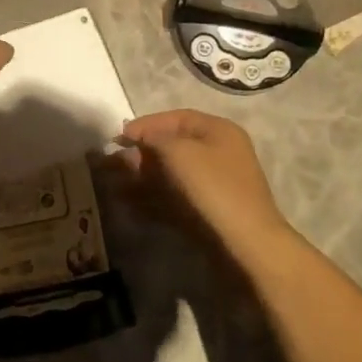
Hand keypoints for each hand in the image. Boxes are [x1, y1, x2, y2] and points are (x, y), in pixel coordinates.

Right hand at [123, 109, 293, 254]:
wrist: (246, 243)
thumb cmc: (213, 187)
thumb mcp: (179, 152)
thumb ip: (153, 138)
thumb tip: (136, 136)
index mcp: (219, 130)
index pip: (177, 118)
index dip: (147, 123)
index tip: (120, 135)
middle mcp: (219, 152)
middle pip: (174, 144)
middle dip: (143, 151)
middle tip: (115, 160)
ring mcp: (215, 183)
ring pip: (172, 171)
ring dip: (144, 173)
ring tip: (116, 180)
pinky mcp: (208, 209)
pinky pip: (174, 194)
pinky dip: (152, 195)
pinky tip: (129, 199)